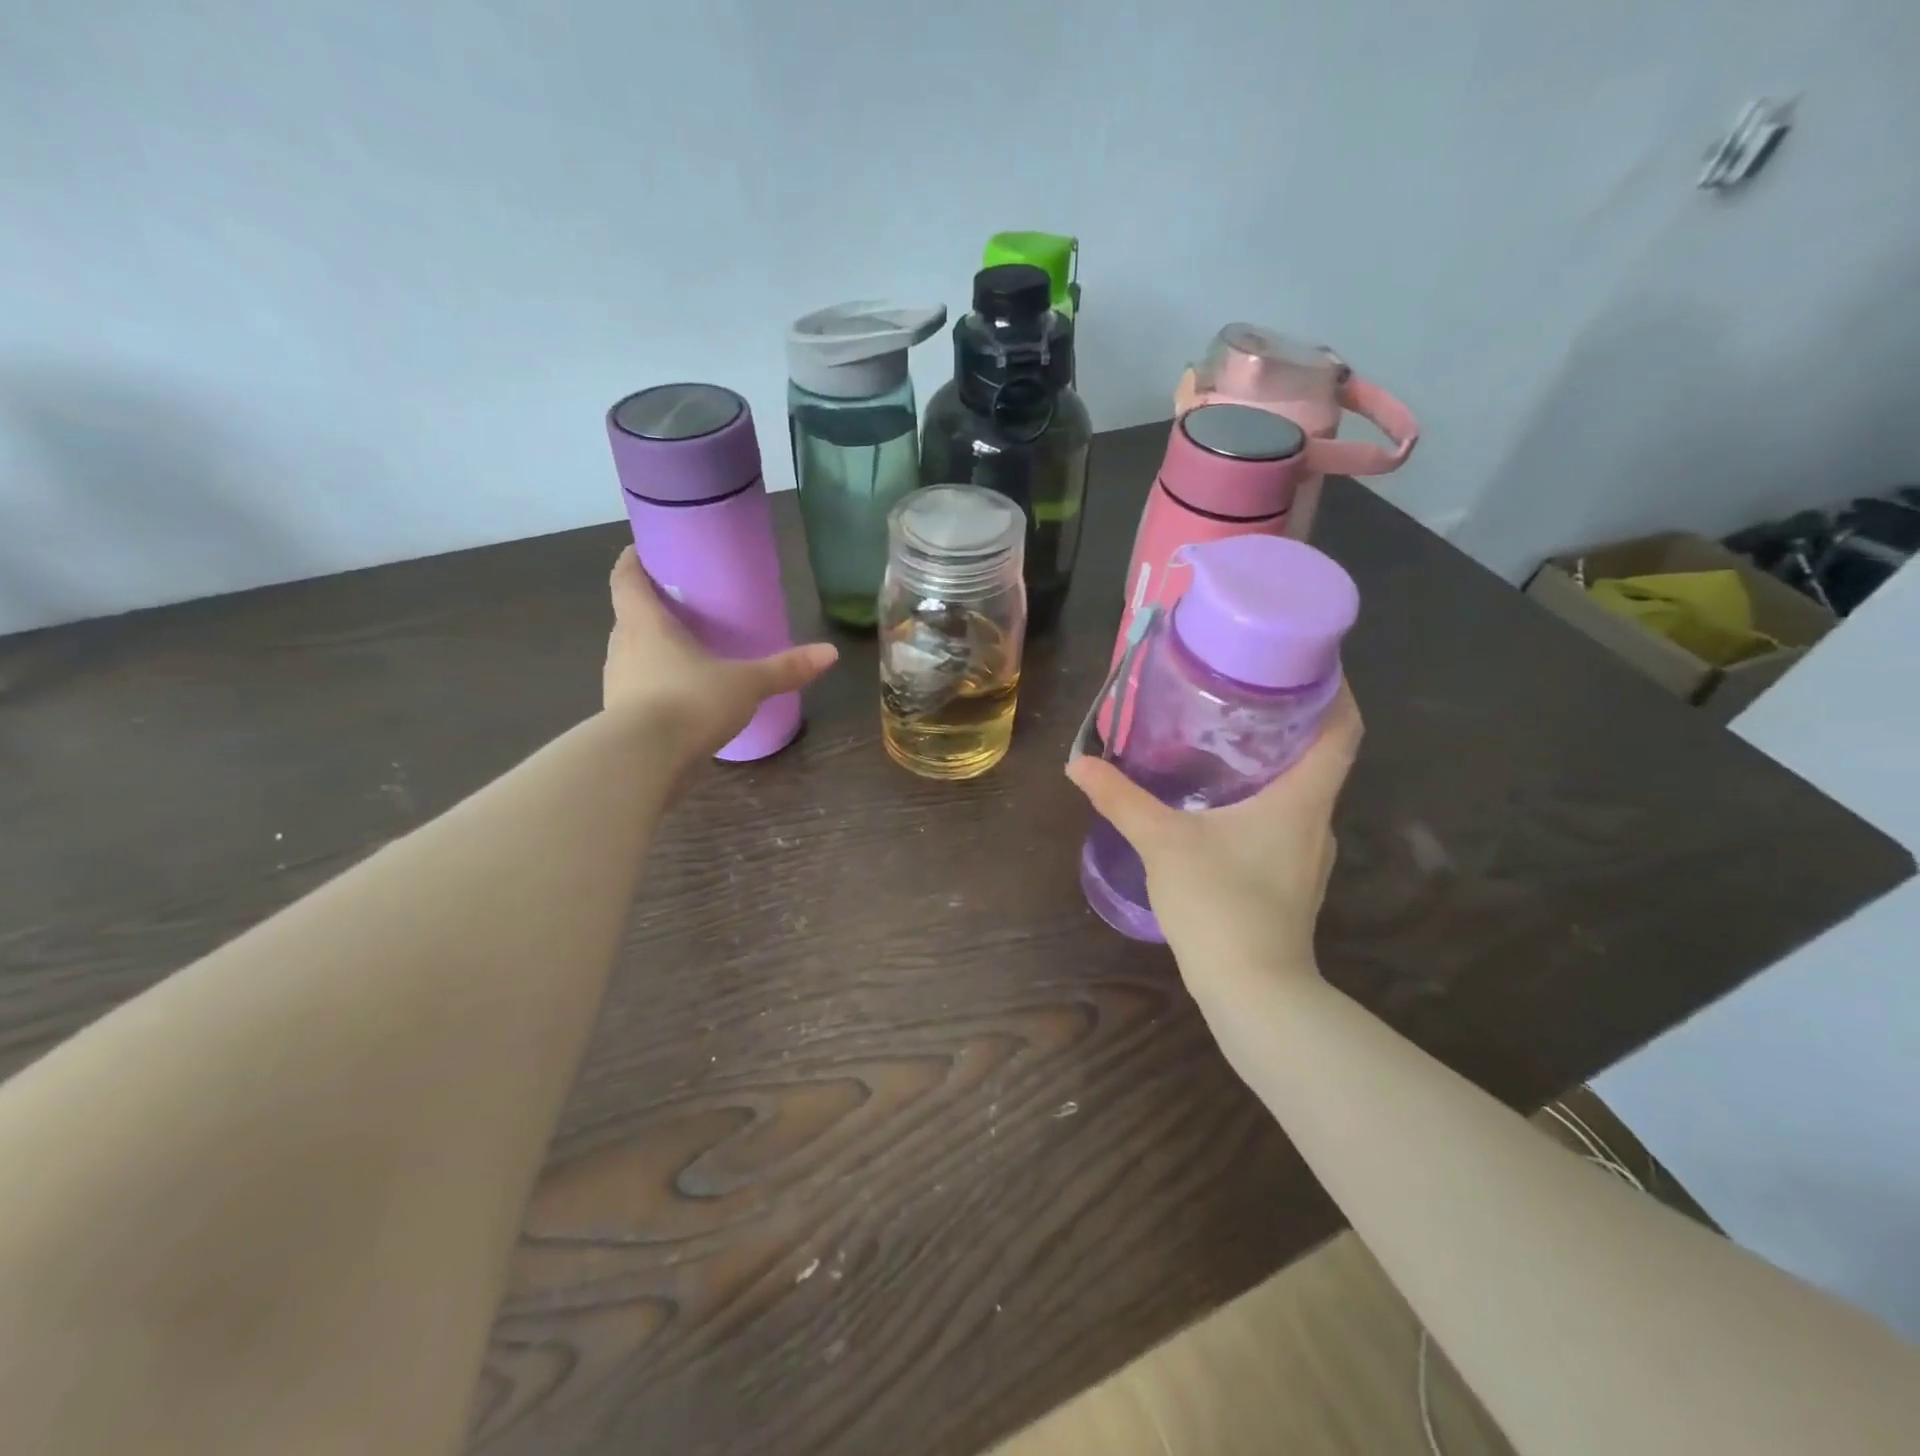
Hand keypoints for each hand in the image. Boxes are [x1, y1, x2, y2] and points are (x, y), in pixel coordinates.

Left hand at [604, 547, 837, 757]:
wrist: (644, 762)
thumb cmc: (690, 702)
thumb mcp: (746, 683)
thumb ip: (785, 668)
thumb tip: (830, 652)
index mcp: (645, 624)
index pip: (626, 580)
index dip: (633, 562)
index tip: (643, 551)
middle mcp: (623, 649)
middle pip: (629, 618)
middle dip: (650, 611)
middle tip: (681, 609)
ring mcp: (617, 687)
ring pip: (633, 658)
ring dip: (652, 653)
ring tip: (686, 655)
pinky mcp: (621, 722)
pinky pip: (639, 693)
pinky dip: (656, 690)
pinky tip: (682, 701)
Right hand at [1065, 682, 1362, 1005]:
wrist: (1253, 991)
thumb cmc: (1220, 905)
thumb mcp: (1162, 843)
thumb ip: (1121, 800)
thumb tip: (1078, 764)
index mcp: (1302, 799)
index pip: (1343, 727)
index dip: (1335, 686)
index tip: (1304, 657)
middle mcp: (1316, 820)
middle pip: (1322, 754)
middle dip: (1289, 717)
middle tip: (1242, 690)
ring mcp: (1308, 854)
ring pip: (1302, 789)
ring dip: (1274, 760)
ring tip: (1227, 738)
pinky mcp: (1291, 878)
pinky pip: (1285, 819)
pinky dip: (1263, 797)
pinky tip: (1221, 802)